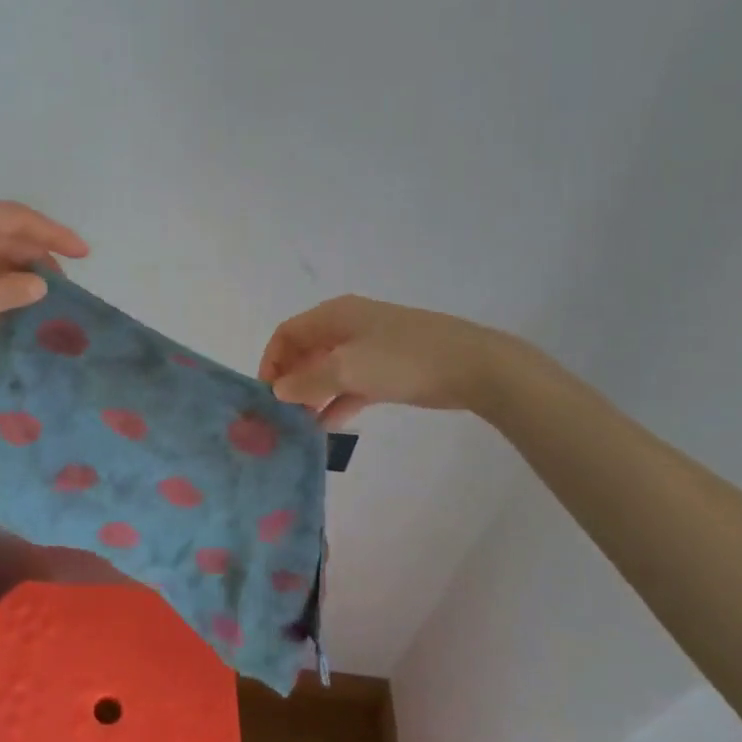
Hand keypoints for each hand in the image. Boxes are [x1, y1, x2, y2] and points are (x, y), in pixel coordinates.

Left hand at [0, 201, 87, 390]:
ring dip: (13, 265)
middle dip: (35, 251)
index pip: (18, 217)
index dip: (55, 234)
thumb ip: (11, 289)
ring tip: (41, 291)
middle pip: (1, 229)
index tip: (84, 253)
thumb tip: (39, 283)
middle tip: (65, 280)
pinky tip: (5, 295)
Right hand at [257, 294, 520, 426]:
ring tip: (299, 425)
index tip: (266, 394)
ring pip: (328, 370)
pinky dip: (337, 402)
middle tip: (280, 414)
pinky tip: (326, 426)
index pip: (287, 333)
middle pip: (306, 351)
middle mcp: (347, 327)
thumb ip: (308, 381)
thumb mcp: (348, 369)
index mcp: (334, 315)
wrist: (474, 366)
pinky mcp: (388, 370)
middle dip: (290, 380)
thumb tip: (278, 390)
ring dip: (312, 395)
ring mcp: (370, 348)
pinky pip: (351, 384)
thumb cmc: (403, 359)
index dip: (272, 361)